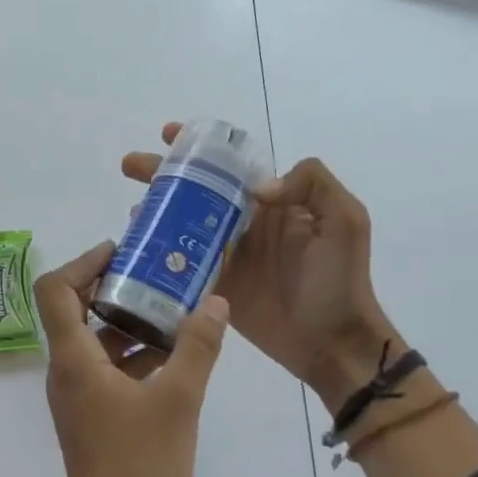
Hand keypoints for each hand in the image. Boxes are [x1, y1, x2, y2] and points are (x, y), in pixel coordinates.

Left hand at [33, 239, 230, 476]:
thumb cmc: (142, 465)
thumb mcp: (179, 400)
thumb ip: (198, 346)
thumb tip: (214, 301)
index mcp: (73, 360)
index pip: (55, 290)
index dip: (83, 262)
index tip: (122, 252)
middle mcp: (65, 372)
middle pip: (74, 310)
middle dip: (113, 287)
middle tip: (156, 273)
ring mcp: (76, 396)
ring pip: (94, 342)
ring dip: (127, 321)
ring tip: (173, 309)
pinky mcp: (91, 416)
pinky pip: (106, 369)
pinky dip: (132, 354)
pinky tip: (174, 356)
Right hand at [122, 123, 391, 411]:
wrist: (333, 341)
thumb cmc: (340, 279)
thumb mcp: (346, 220)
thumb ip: (312, 185)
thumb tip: (257, 189)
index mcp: (272, 202)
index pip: (230, 166)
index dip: (199, 148)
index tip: (171, 135)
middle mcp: (244, 223)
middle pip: (196, 191)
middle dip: (163, 174)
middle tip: (131, 166)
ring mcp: (226, 256)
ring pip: (182, 224)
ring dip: (155, 211)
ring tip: (132, 207)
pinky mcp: (214, 286)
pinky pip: (181, 264)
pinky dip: (157, 251)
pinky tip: (136, 243)